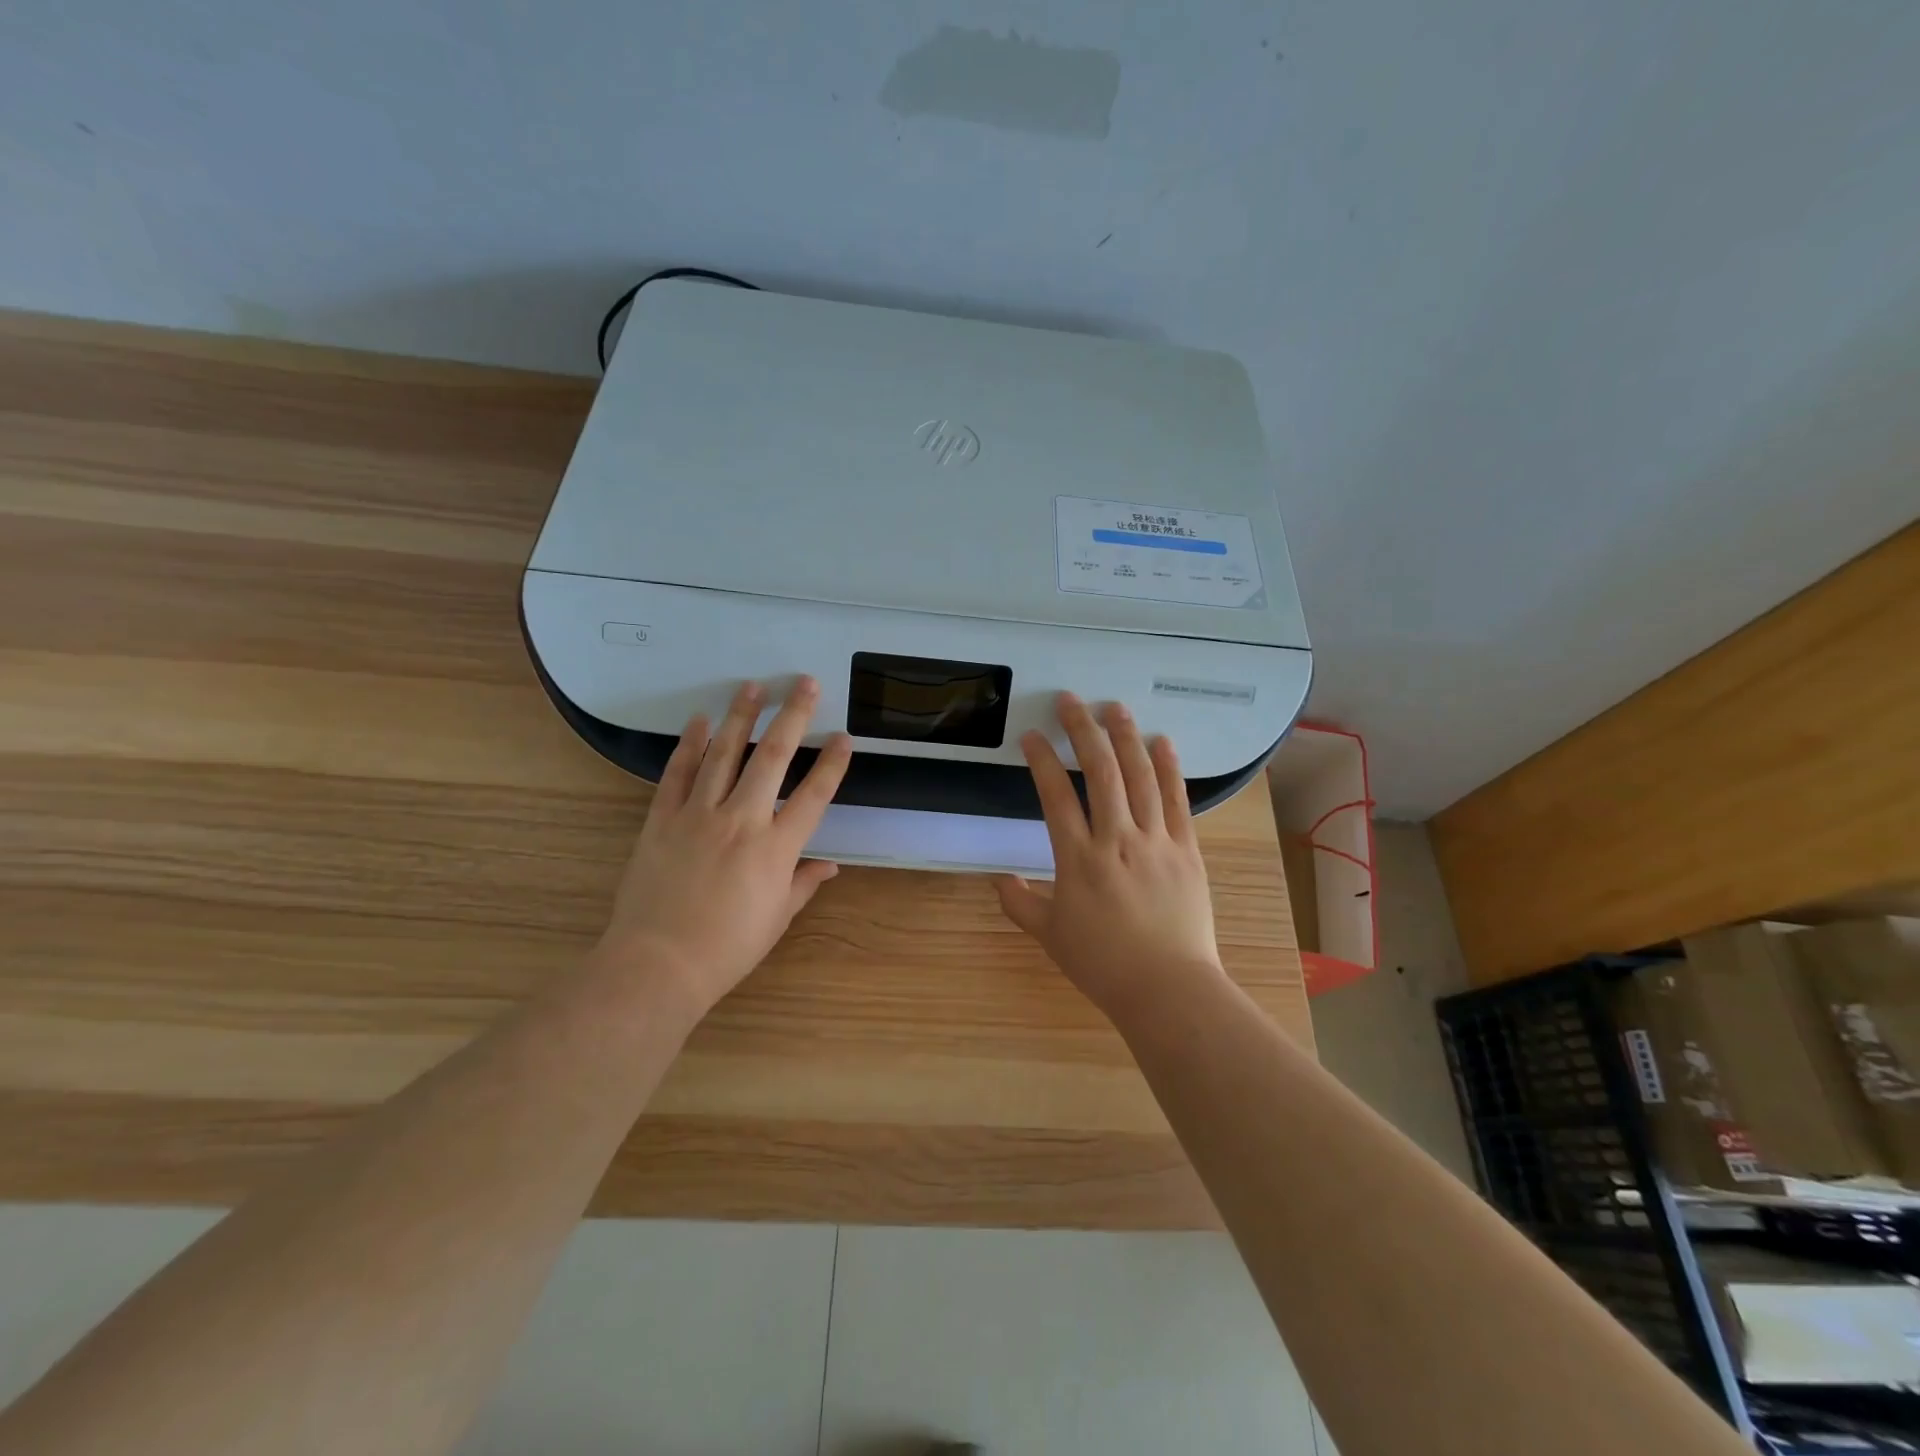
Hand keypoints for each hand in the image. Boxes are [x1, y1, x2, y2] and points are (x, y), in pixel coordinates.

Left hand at [595, 678, 852, 1021]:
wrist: (658, 963)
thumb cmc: (727, 947)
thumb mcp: (776, 918)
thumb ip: (803, 884)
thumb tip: (830, 865)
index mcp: (776, 849)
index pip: (813, 796)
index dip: (831, 764)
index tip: (842, 736)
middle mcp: (742, 820)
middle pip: (772, 758)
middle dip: (791, 716)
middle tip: (804, 684)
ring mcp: (698, 815)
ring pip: (724, 754)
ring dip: (741, 717)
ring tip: (752, 686)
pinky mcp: (662, 819)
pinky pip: (678, 774)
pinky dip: (690, 745)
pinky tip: (700, 721)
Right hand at [996, 693, 1226, 1023]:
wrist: (1168, 989)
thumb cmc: (1104, 964)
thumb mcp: (1051, 937)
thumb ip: (1020, 905)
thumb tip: (999, 881)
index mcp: (1078, 860)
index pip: (1055, 797)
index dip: (1041, 761)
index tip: (1031, 736)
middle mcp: (1116, 839)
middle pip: (1100, 772)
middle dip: (1082, 731)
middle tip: (1070, 701)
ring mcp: (1156, 841)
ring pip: (1140, 777)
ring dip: (1126, 737)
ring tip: (1114, 707)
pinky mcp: (1186, 849)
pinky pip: (1177, 800)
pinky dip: (1169, 768)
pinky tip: (1161, 742)